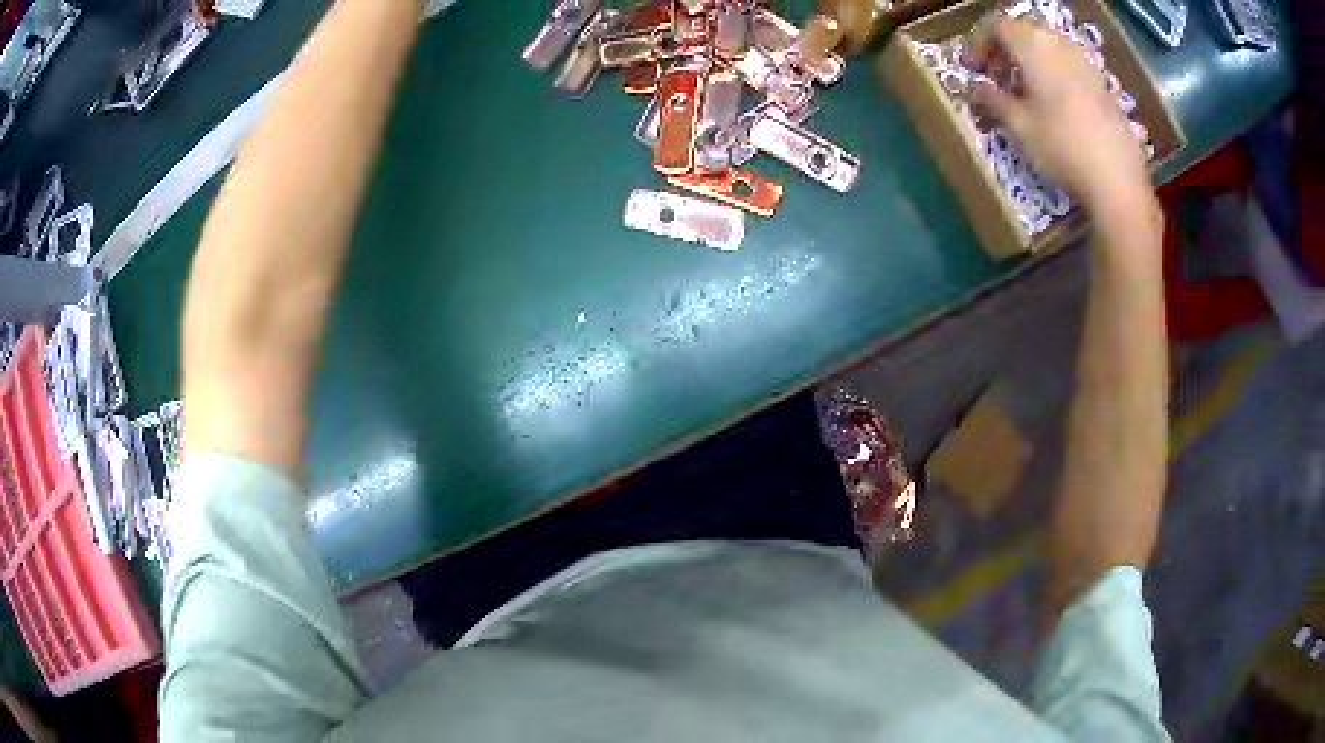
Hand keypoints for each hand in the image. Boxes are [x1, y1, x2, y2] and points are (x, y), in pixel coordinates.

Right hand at [969, 18, 1155, 225]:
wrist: (1117, 179)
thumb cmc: (1061, 147)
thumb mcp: (1019, 125)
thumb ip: (992, 99)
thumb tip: (972, 88)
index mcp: (1033, 44)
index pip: (995, 25)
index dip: (978, 42)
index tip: (971, 69)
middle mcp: (1058, 43)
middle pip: (1022, 29)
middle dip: (1004, 47)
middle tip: (994, 76)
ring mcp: (1084, 61)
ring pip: (1047, 45)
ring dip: (1029, 59)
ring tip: (1022, 89)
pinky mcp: (1101, 83)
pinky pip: (1067, 62)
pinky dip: (1052, 71)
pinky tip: (1052, 101)